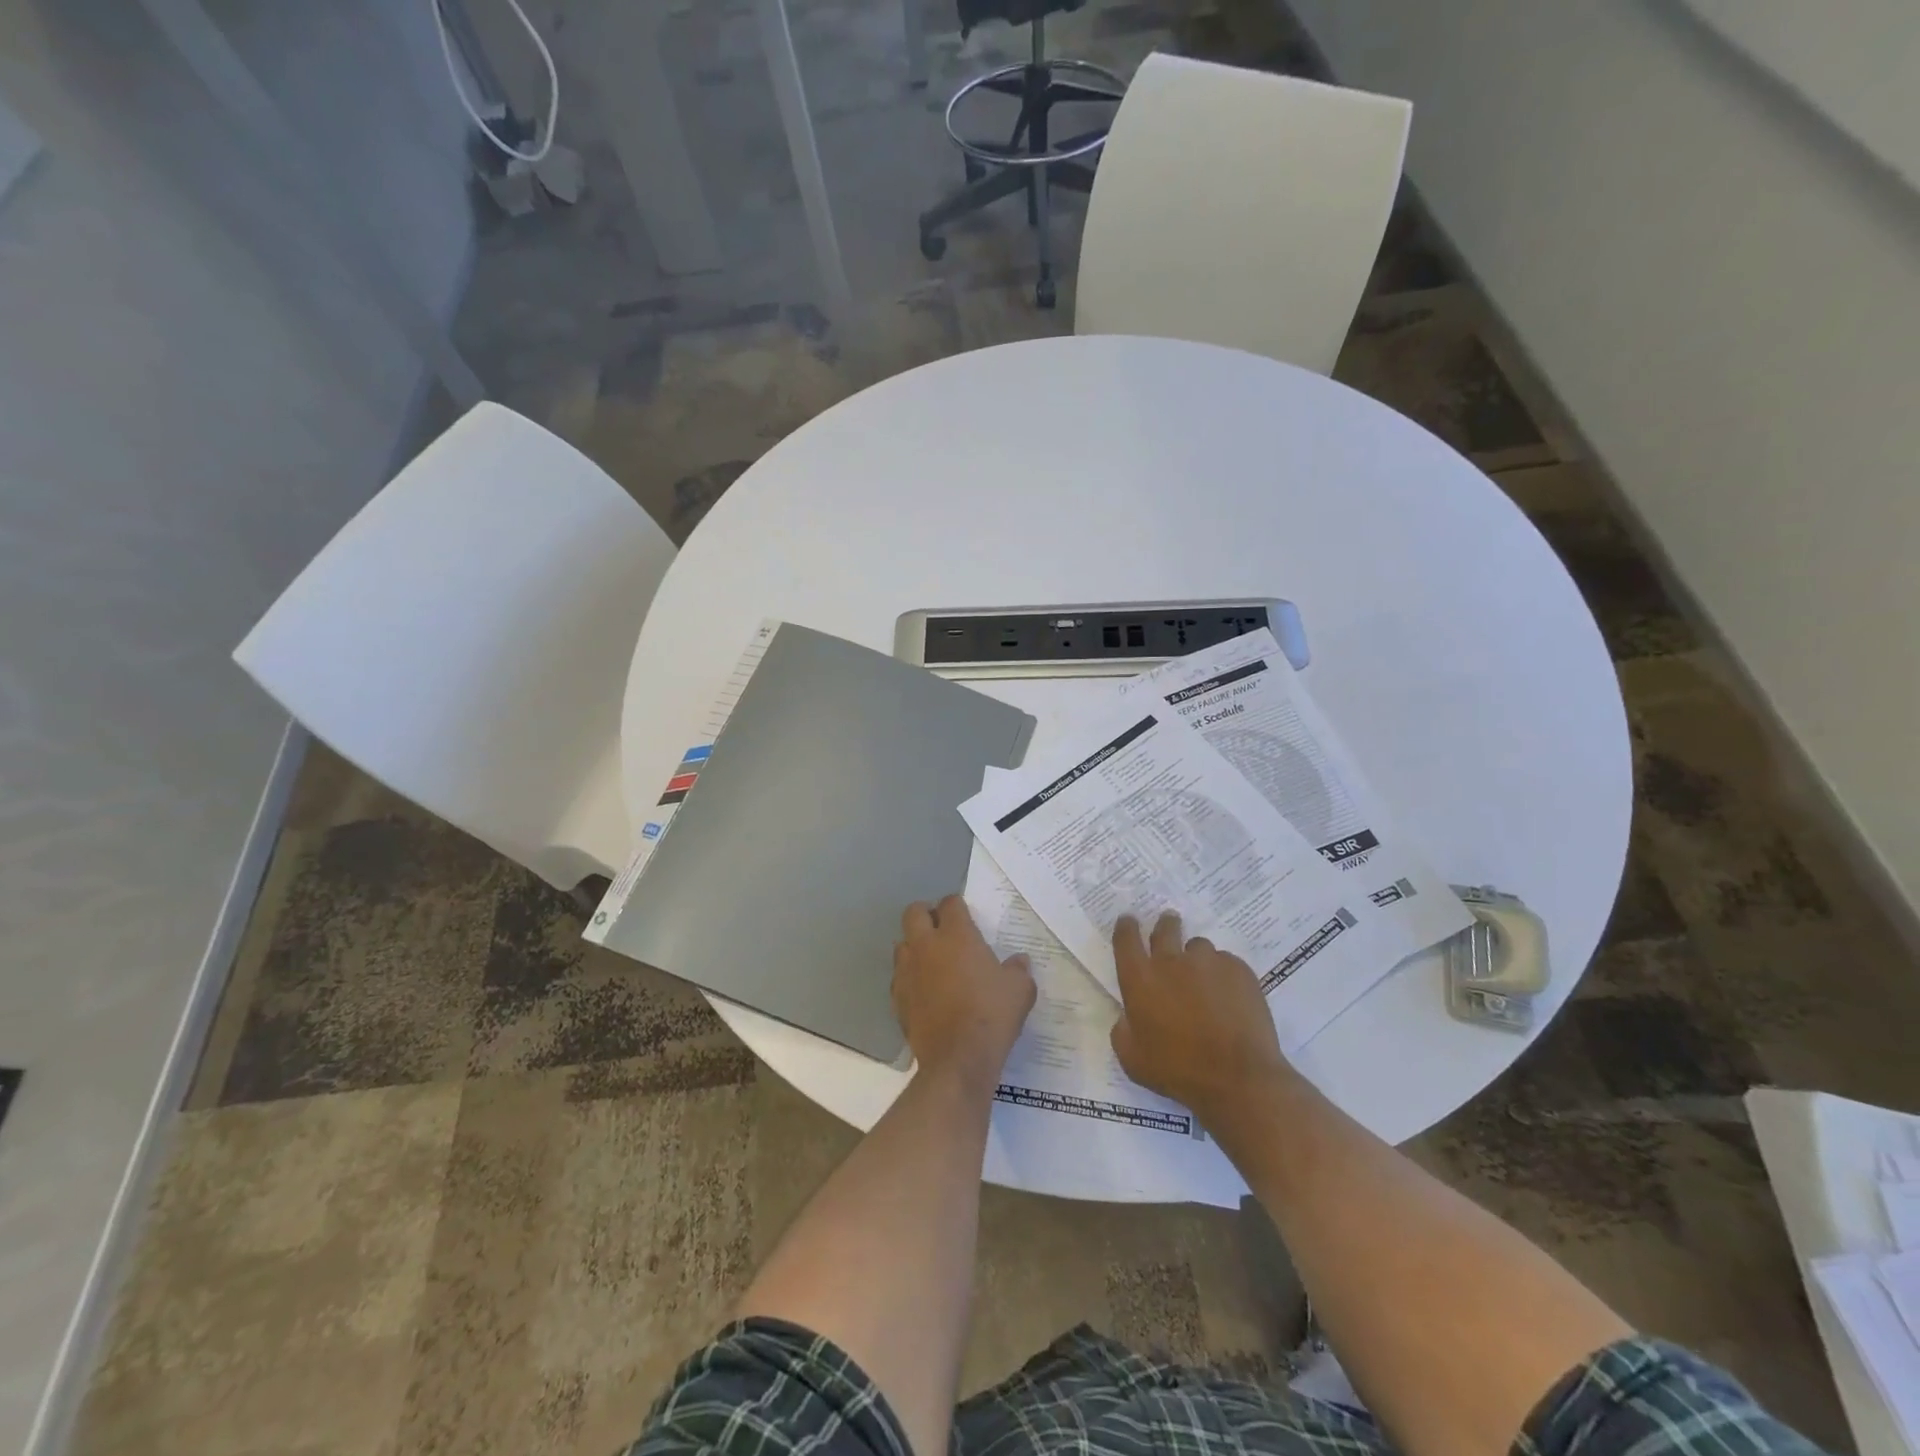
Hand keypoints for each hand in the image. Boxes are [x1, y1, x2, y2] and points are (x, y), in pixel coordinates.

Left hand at [893, 895, 1035, 1089]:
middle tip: (942, 928)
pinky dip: (909, 976)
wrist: (958, 1058)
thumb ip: (1019, 970)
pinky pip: (899, 976)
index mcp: (956, 935)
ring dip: (914, 945)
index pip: (950, 903)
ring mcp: (907, 971)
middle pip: (914, 913)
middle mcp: (926, 945)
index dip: (957, 905)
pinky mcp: (897, 997)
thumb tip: (1020, 961)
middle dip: (926, 914)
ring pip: (902, 943)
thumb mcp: (1020, 990)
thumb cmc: (992, 1014)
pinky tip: (924, 989)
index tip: (965, 914)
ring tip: (932, 959)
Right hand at [1110, 912, 1294, 1125]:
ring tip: (1205, 979)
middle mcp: (1171, 961)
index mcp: (1140, 979)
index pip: (1126, 938)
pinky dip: (1223, 974)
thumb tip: (1128, 1017)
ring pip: (1199, 947)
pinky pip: (1226, 962)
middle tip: (1169, 926)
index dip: (1126, 926)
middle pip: (1165, 928)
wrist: (1237, 1078)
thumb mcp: (1133, 1059)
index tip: (1129, 921)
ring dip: (1196, 958)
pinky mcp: (1239, 969)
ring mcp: (1208, 962)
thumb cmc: (1178, 1070)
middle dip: (1165, 924)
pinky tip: (1230, 997)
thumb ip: (1123, 1030)